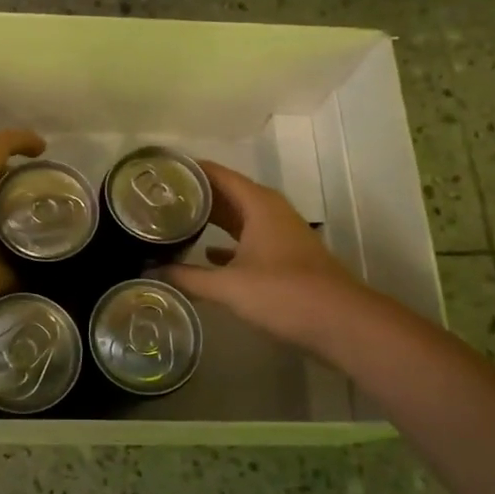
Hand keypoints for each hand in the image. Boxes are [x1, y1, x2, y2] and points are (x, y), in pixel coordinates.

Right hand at [162, 160, 376, 359]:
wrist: (341, 323)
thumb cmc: (284, 294)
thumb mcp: (229, 286)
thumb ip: (189, 277)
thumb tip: (153, 272)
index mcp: (258, 204)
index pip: (217, 174)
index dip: (189, 170)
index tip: (159, 170)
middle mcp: (269, 211)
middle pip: (226, 193)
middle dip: (195, 195)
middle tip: (157, 198)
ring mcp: (280, 234)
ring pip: (238, 217)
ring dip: (211, 219)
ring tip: (174, 221)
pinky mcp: (284, 257)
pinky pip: (248, 238)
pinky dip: (227, 243)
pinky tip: (206, 254)